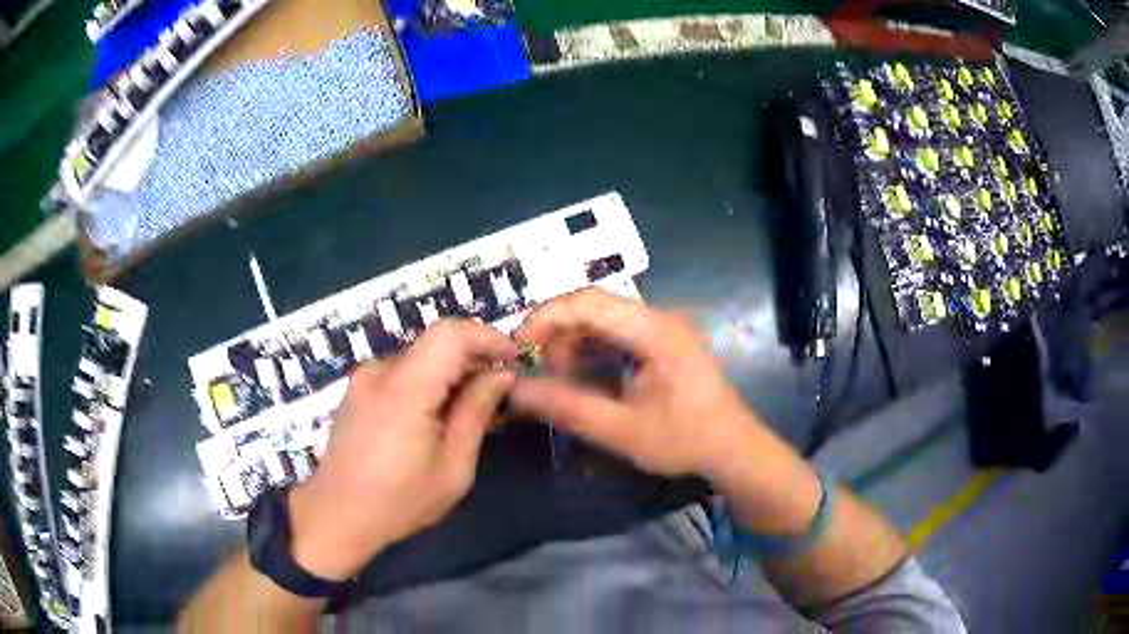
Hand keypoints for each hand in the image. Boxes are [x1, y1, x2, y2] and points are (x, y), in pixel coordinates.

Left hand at [288, 320, 517, 580]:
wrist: (336, 516)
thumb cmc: (398, 501)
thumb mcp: (453, 468)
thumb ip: (476, 413)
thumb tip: (501, 375)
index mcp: (405, 388)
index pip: (451, 333)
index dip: (488, 337)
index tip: (513, 361)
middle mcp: (380, 371)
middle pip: (436, 344)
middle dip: (474, 360)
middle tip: (499, 395)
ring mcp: (364, 379)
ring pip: (420, 359)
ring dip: (450, 375)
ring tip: (469, 413)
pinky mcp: (357, 391)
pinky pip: (401, 374)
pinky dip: (427, 385)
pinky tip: (435, 420)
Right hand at [508, 288, 760, 479]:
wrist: (733, 449)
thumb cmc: (685, 440)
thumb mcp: (621, 430)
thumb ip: (567, 407)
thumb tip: (515, 391)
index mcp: (654, 330)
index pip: (589, 302)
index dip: (546, 318)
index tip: (518, 348)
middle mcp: (659, 317)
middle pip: (593, 306)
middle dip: (558, 334)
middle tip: (541, 372)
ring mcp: (662, 328)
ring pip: (602, 318)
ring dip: (574, 344)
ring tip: (563, 381)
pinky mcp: (662, 342)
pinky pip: (616, 333)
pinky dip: (592, 351)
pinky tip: (585, 378)